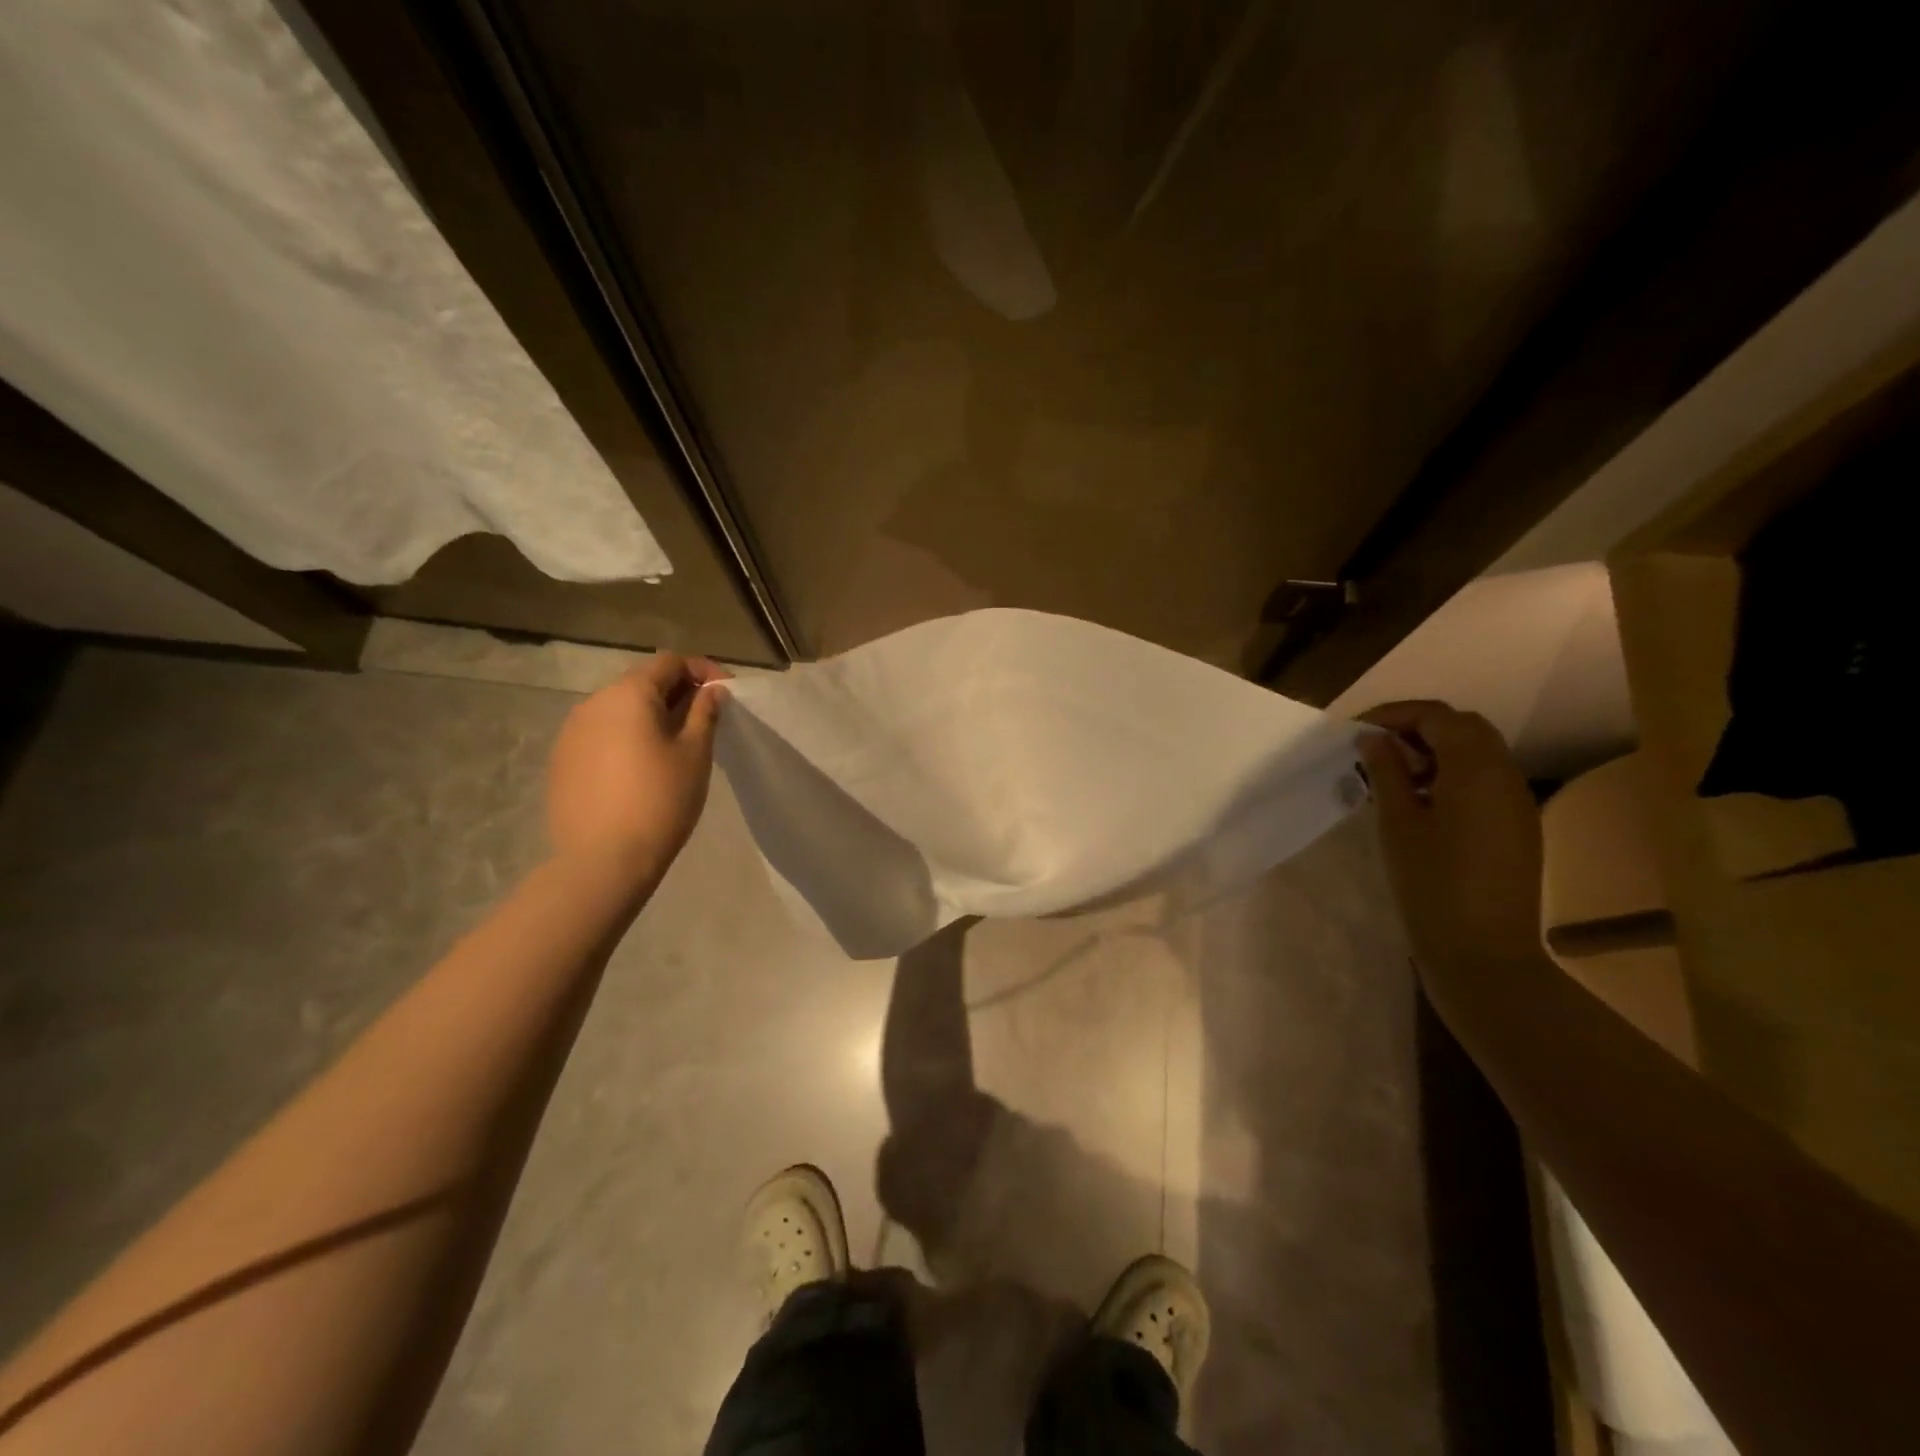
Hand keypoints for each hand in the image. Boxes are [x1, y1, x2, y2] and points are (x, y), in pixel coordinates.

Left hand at [547, 653, 729, 879]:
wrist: (603, 860)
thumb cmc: (660, 800)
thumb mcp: (695, 753)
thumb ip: (705, 712)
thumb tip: (712, 690)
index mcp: (629, 694)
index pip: (670, 662)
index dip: (703, 671)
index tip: (726, 694)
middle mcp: (594, 702)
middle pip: (642, 682)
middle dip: (678, 693)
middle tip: (706, 721)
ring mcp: (571, 732)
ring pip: (620, 710)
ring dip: (651, 716)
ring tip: (675, 746)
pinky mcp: (562, 760)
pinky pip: (602, 734)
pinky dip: (628, 738)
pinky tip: (642, 769)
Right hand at [1358, 701, 1543, 987]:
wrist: (1483, 951)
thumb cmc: (1430, 884)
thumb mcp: (1397, 823)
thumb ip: (1387, 772)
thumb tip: (1373, 738)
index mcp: (1476, 770)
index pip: (1437, 716)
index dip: (1395, 715)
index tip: (1357, 731)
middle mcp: (1506, 775)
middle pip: (1464, 727)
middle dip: (1417, 728)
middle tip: (1375, 748)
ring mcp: (1517, 801)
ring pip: (1478, 752)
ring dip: (1436, 751)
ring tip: (1394, 776)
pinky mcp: (1518, 825)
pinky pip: (1486, 780)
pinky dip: (1453, 774)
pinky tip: (1422, 804)